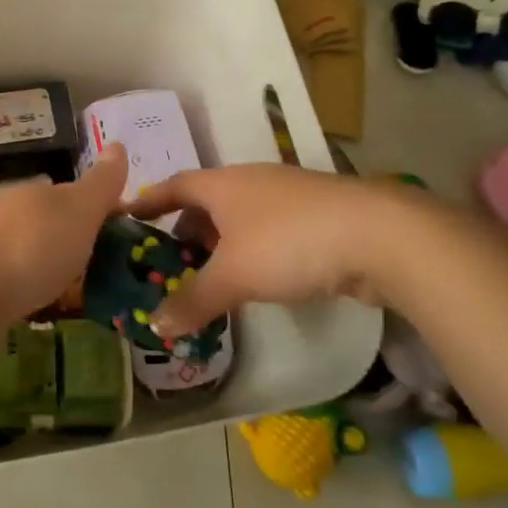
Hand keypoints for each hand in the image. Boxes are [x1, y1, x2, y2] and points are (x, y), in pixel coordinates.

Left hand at [0, 145, 130, 339]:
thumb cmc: (35, 246)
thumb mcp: (79, 210)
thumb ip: (100, 184)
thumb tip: (118, 144)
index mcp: (41, 194)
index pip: (77, 195)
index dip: (103, 210)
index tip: (126, 233)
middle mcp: (16, 214)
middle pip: (54, 221)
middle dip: (77, 236)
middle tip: (108, 263)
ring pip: (35, 249)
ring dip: (55, 261)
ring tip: (82, 287)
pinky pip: (20, 278)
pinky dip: (36, 285)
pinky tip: (46, 302)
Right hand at [125, 165, 400, 337]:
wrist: (379, 235)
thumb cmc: (289, 243)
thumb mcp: (233, 276)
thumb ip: (193, 300)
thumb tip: (156, 325)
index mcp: (223, 184)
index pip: (174, 186)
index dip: (150, 201)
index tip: (128, 215)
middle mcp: (252, 182)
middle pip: (208, 202)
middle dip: (188, 230)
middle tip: (173, 262)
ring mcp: (288, 197)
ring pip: (241, 218)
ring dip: (223, 244)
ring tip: (213, 276)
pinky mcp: (319, 217)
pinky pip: (270, 231)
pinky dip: (254, 252)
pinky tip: (259, 279)